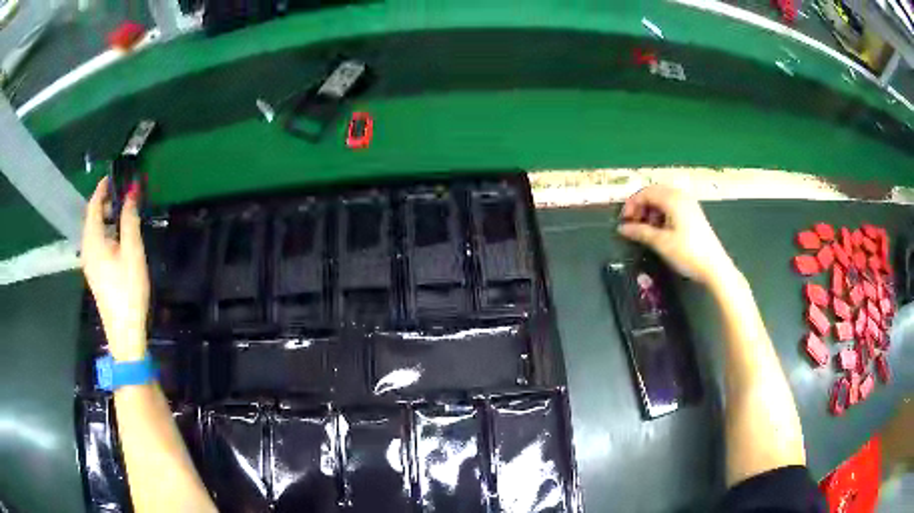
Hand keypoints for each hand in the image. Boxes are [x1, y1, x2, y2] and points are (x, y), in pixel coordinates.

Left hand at [81, 177, 149, 361]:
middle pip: (91, 217)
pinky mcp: (94, 272)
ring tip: (122, 211)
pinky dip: (104, 230)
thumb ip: (130, 219)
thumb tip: (131, 191)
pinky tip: (117, 236)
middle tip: (122, 192)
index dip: (102, 188)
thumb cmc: (128, 289)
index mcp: (93, 240)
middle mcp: (87, 248)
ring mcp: (89, 262)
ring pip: (93, 230)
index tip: (115, 176)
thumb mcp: (132, 251)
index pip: (93, 205)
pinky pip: (96, 242)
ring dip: (105, 216)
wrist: (124, 331)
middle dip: (104, 201)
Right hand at [617, 184, 735, 286]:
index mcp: (673, 199)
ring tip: (645, 229)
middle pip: (654, 193)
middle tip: (632, 224)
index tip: (624, 221)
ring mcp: (689, 204)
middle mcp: (681, 196)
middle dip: (640, 207)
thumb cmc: (688, 253)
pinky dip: (661, 215)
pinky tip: (659, 230)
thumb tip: (622, 228)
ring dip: (650, 211)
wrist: (715, 267)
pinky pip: (672, 207)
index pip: (645, 192)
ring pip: (663, 200)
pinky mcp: (693, 214)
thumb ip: (640, 232)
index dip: (631, 204)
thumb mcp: (661, 243)